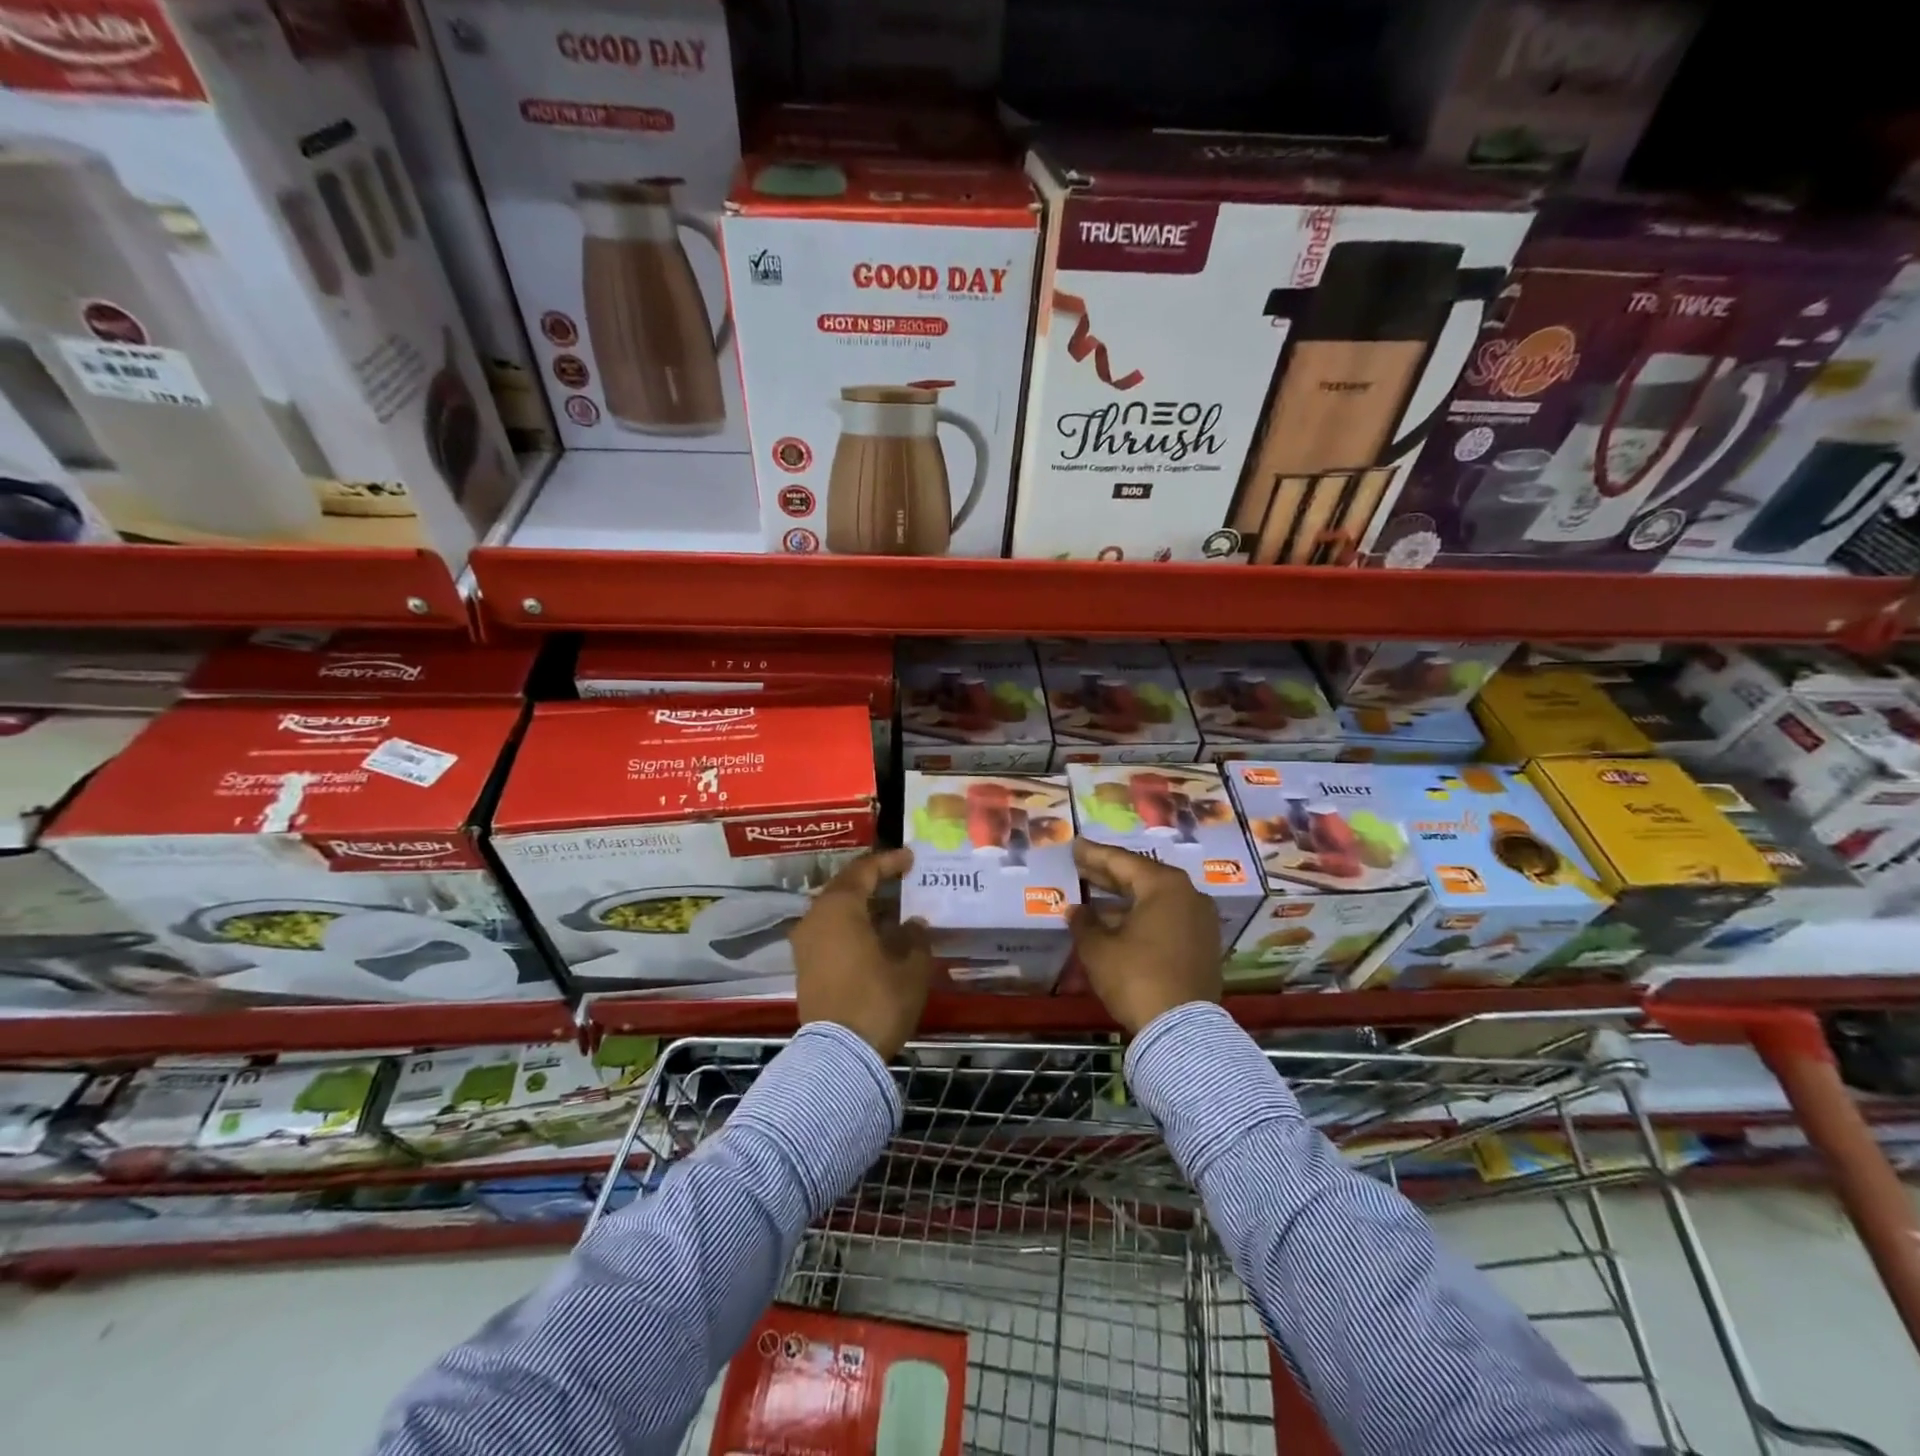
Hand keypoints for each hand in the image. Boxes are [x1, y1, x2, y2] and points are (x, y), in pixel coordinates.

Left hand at [791, 848, 932, 1058]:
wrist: (838, 1056)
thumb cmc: (878, 1001)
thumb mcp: (910, 968)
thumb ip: (914, 938)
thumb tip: (913, 924)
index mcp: (840, 907)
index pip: (864, 870)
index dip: (889, 861)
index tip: (910, 858)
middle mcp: (815, 917)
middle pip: (844, 886)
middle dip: (872, 880)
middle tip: (899, 876)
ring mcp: (805, 943)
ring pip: (835, 910)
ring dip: (862, 905)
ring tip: (890, 907)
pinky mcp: (804, 965)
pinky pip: (829, 930)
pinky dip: (851, 924)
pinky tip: (874, 934)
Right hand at [1070, 840, 1221, 1035]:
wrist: (1182, 1031)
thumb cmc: (1136, 977)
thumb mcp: (1098, 949)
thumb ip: (1084, 922)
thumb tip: (1076, 910)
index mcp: (1165, 885)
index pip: (1121, 860)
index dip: (1093, 854)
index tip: (1075, 845)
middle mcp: (1188, 895)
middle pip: (1141, 877)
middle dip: (1108, 874)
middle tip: (1081, 866)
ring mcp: (1200, 921)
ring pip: (1154, 900)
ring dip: (1123, 900)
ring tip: (1092, 898)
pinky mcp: (1203, 945)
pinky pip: (1166, 919)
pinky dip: (1141, 918)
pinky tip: (1116, 924)